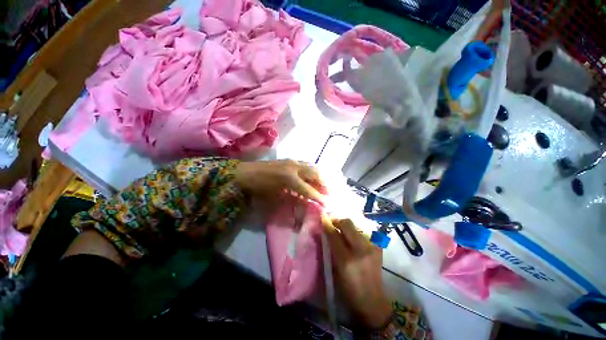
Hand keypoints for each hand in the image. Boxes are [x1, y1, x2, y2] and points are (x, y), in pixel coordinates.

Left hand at [234, 159, 325, 203]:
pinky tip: (311, 177)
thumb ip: (292, 199)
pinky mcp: (289, 159)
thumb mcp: (275, 197)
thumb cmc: (258, 187)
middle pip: (315, 173)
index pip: (309, 190)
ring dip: (319, 176)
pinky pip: (305, 164)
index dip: (319, 197)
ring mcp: (292, 161)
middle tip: (329, 192)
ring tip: (322, 184)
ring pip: (312, 166)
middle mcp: (294, 167)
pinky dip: (311, 171)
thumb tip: (305, 203)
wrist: (245, 172)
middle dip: (324, 183)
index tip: (328, 204)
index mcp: (290, 179)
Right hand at [322, 216, 391, 328]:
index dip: (327, 224)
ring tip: (342, 230)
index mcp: (346, 260)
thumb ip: (330, 249)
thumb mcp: (335, 270)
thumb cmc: (349, 290)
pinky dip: (355, 232)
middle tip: (332, 222)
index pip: (334, 235)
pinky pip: (364, 233)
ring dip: (346, 226)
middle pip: (347, 224)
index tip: (322, 217)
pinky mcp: (378, 248)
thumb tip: (325, 232)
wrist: (373, 301)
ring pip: (356, 226)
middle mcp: (361, 250)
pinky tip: (352, 238)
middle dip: (338, 220)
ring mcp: (372, 247)